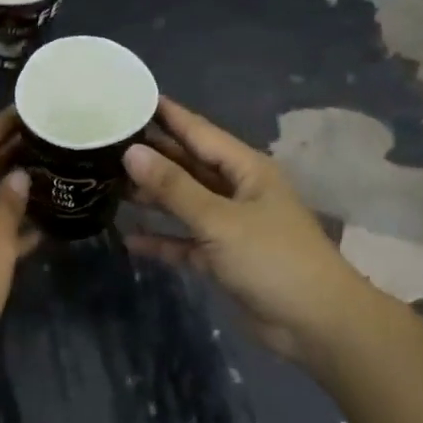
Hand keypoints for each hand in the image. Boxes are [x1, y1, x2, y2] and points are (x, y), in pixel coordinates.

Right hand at [124, 96, 373, 369]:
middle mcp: (237, 191)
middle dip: (152, 155)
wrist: (316, 324)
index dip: (167, 115)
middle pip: (188, 166)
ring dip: (152, 196)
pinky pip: (185, 242)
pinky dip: (162, 240)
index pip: (198, 132)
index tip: (132, 98)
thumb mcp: (221, 220)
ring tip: (108, 182)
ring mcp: (230, 226)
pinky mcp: (222, 259)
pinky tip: (129, 238)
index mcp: (245, 169)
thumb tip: (131, 153)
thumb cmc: (273, 259)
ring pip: (184, 203)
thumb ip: (174, 188)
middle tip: (106, 141)